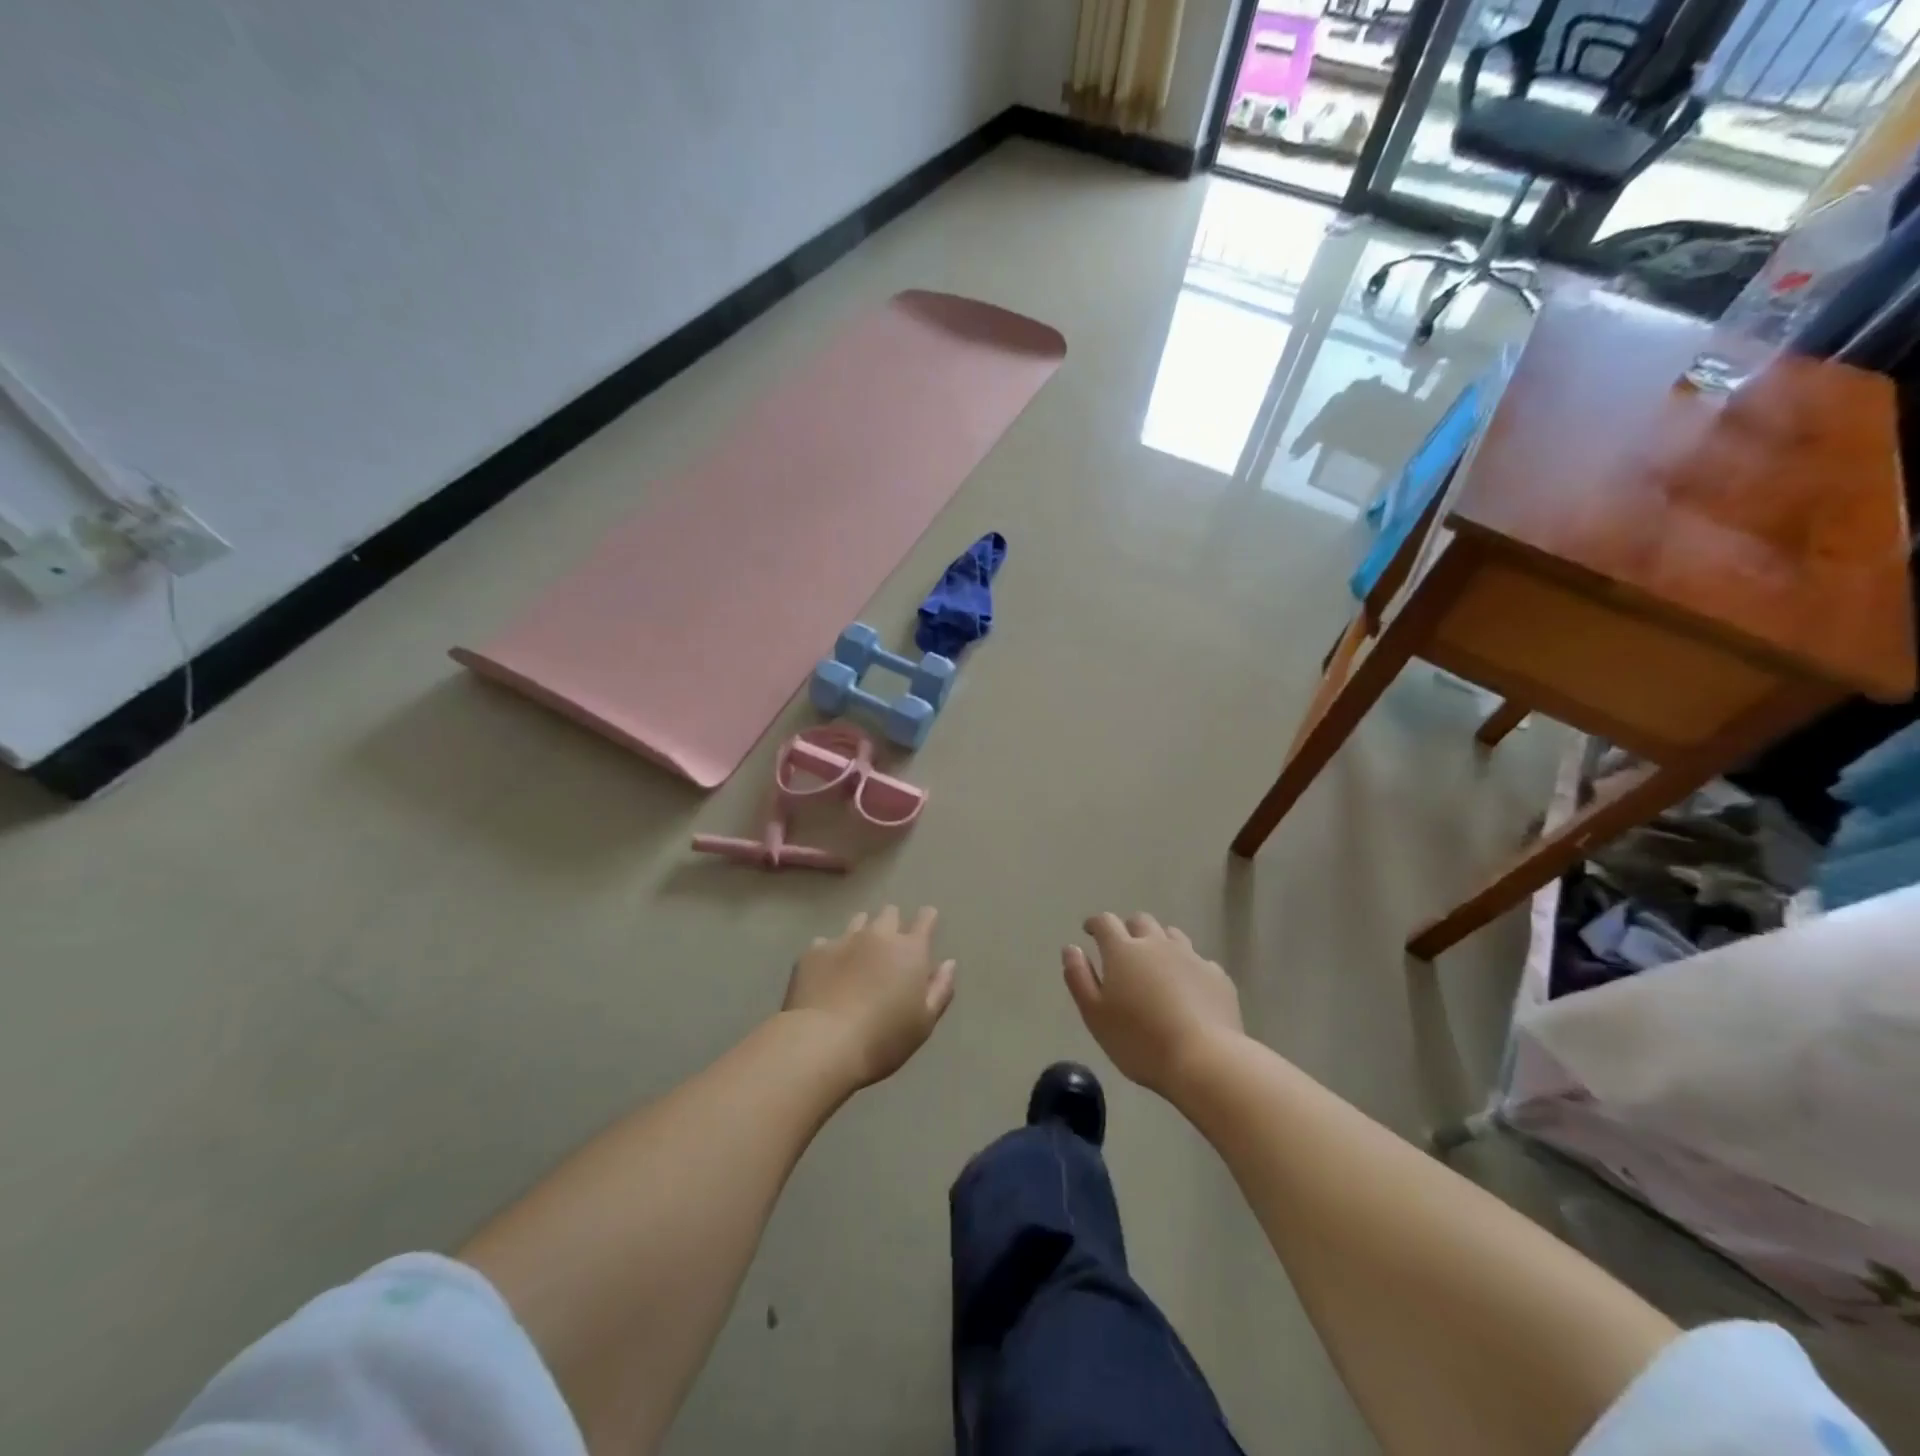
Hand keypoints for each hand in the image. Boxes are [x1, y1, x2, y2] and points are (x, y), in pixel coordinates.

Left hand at [784, 907, 956, 1089]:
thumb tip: (948, 963)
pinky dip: (831, 953)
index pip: (926, 919)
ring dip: (863, 933)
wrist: (822, 1044)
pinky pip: (826, 942)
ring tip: (858, 956)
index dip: (927, 919)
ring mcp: (843, 939)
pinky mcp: (813, 951)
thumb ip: (940, 989)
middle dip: (893, 924)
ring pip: (858, 921)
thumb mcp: (923, 1023)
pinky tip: (827, 974)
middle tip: (889, 949)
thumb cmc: (883, 1039)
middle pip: (890, 913)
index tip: (926, 925)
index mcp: (910, 950)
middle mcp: (878, 935)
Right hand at [1063, 913, 1242, 1094]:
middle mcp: (1157, 944)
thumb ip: (1079, 977)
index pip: (1106, 922)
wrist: (1204, 1061)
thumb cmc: (1139, 1041)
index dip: (1096, 924)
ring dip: (1160, 943)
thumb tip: (1071, 948)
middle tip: (1123, 950)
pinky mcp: (1217, 977)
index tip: (1090, 931)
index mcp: (1123, 951)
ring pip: (1172, 936)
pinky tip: (1188, 989)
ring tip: (1156, 965)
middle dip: (1129, 929)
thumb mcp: (1095, 1015)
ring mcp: (1191, 957)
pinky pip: (1198, 961)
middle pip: (1141, 922)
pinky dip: (1188, 968)